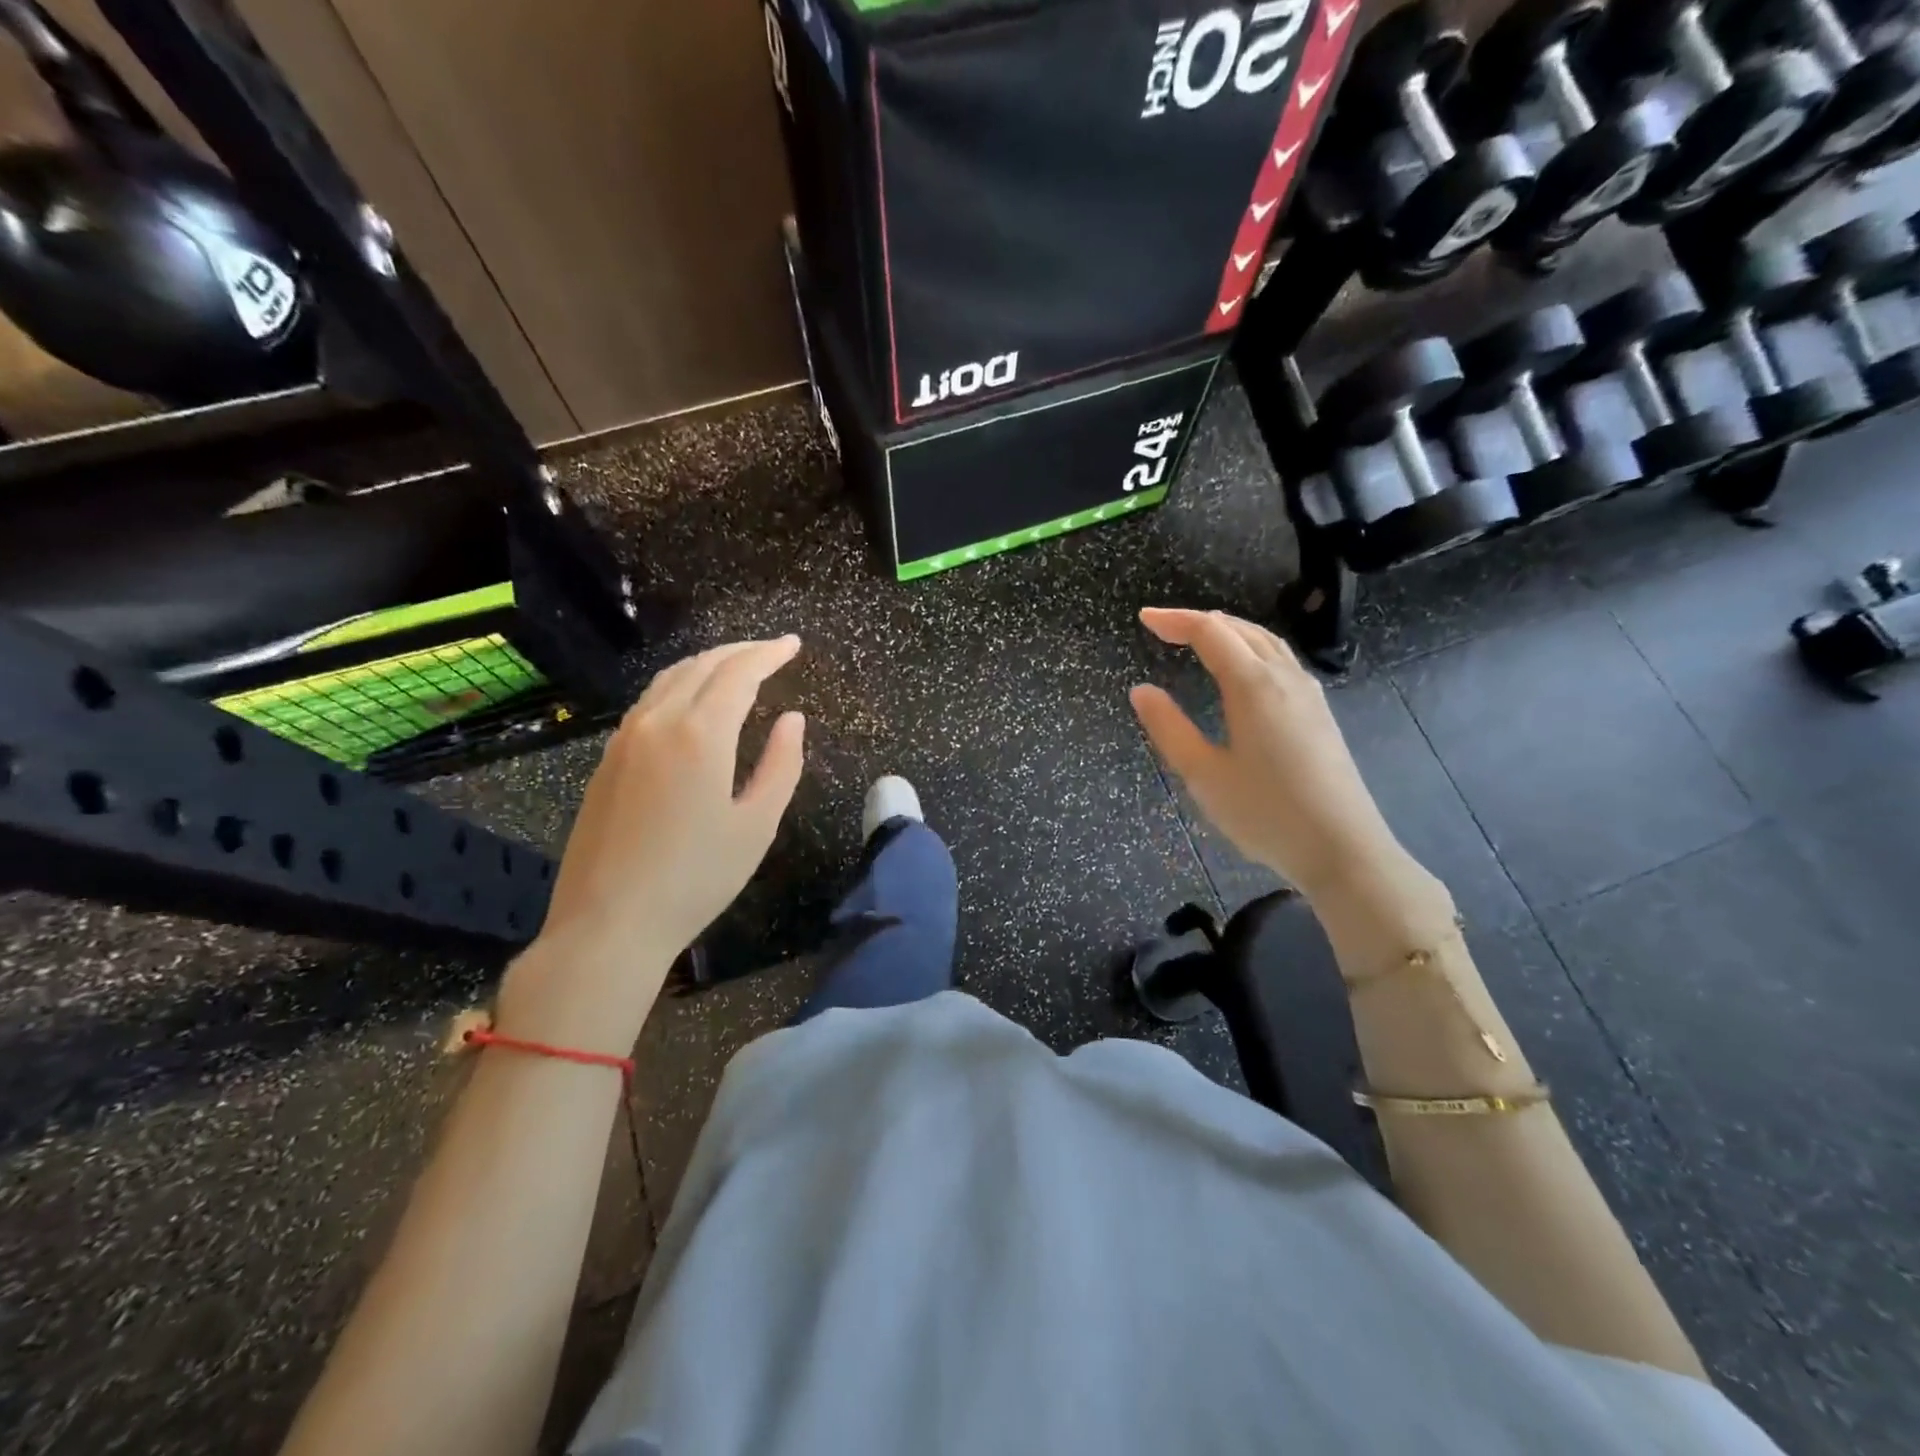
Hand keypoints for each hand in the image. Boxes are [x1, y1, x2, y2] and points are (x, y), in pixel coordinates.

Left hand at [499, 636, 805, 1049]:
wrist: (609, 923)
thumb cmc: (697, 879)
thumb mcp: (757, 825)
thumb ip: (781, 764)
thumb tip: (792, 720)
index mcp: (699, 734)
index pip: (739, 673)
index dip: (768, 654)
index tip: (793, 644)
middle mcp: (657, 722)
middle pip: (701, 665)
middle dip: (739, 651)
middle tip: (771, 651)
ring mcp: (624, 739)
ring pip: (669, 679)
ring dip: (706, 664)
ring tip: (735, 669)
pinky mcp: (606, 760)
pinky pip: (648, 703)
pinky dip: (679, 687)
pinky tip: (692, 704)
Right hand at [1130, 608, 1401, 900]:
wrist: (1342, 848)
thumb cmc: (1265, 813)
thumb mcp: (1203, 774)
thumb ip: (1169, 728)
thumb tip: (1141, 690)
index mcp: (1253, 685)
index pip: (1210, 632)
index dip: (1175, 620)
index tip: (1143, 619)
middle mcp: (1284, 678)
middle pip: (1240, 629)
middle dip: (1199, 621)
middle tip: (1163, 628)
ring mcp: (1308, 694)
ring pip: (1266, 642)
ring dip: (1229, 632)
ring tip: (1198, 639)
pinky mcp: (1319, 713)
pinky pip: (1281, 660)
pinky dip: (1251, 649)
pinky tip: (1242, 671)